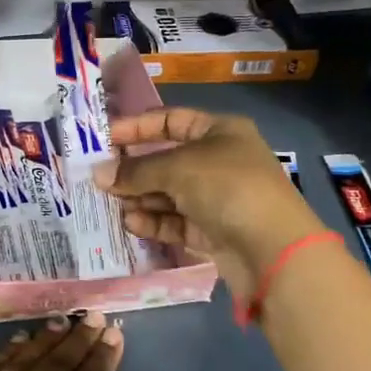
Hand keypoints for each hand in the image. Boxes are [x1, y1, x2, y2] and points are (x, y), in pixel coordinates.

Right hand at [93, 107, 324, 296]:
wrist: (273, 250)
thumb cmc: (228, 188)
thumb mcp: (178, 168)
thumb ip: (136, 170)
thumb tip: (98, 174)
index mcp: (219, 132)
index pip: (170, 121)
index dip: (136, 127)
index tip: (102, 139)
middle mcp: (217, 161)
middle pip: (165, 160)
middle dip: (132, 169)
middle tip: (97, 178)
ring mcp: (215, 198)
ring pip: (166, 193)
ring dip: (138, 197)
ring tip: (110, 203)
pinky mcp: (211, 231)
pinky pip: (174, 221)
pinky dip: (152, 221)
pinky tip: (131, 223)